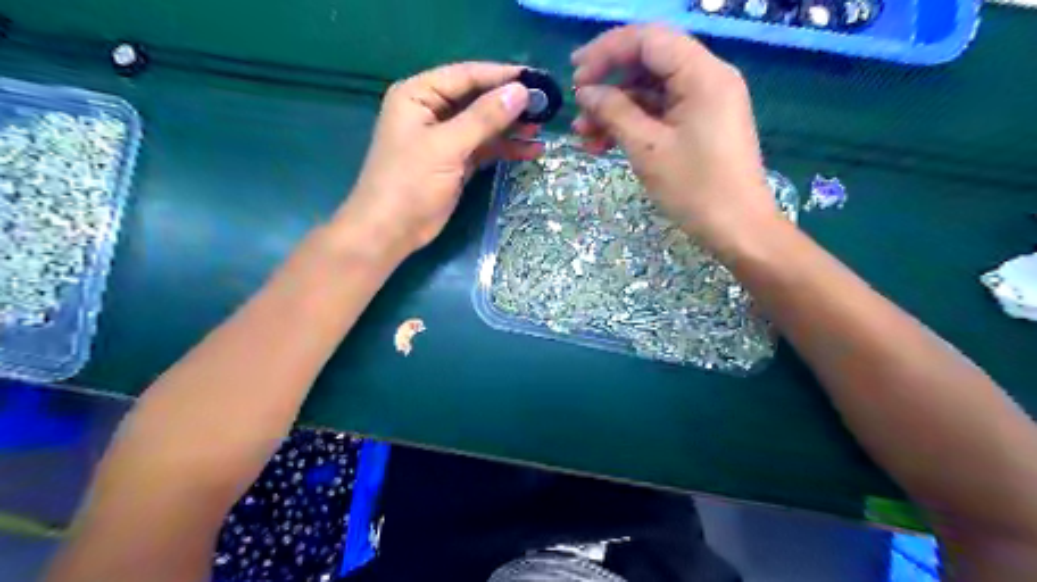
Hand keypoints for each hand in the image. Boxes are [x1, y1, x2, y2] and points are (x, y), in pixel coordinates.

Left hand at [335, 60, 546, 257]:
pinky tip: (530, 150)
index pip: (466, 75)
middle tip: (545, 107)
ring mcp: (445, 138)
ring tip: (541, 129)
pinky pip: (484, 148)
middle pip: (477, 99)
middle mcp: (432, 111)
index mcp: (419, 95)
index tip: (536, 79)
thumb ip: (484, 118)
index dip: (501, 76)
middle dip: (510, 104)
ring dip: (511, 128)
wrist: (390, 231)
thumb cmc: (410, 182)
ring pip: (484, 125)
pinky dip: (505, 149)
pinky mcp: (455, 162)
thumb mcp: (447, 146)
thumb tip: (521, 92)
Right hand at [567, 26, 776, 245]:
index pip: (648, 40)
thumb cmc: (694, 189)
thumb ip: (614, 112)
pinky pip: (661, 113)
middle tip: (578, 109)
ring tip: (585, 137)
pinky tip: (606, 145)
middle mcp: (708, 78)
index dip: (607, 51)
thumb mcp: (647, 148)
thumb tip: (586, 92)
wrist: (737, 229)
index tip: (575, 74)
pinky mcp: (701, 124)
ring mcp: (706, 102)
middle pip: (649, 64)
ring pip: (651, 92)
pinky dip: (634, 124)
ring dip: (616, 110)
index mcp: (702, 74)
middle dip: (609, 85)